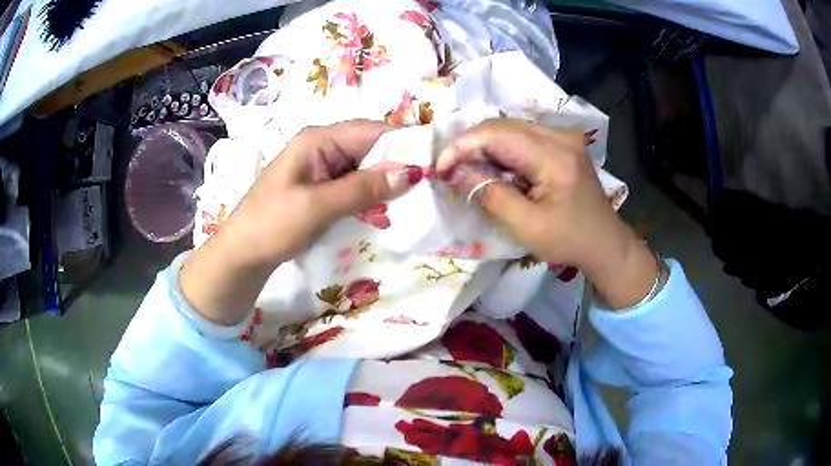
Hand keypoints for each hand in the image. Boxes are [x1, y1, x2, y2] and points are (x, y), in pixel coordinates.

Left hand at [219, 120, 421, 266]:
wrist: (242, 254)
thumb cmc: (273, 224)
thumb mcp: (318, 206)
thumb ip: (363, 188)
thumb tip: (411, 172)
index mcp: (318, 140)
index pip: (371, 131)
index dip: (403, 142)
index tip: (434, 161)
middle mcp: (322, 146)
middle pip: (369, 146)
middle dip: (397, 163)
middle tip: (429, 184)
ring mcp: (320, 167)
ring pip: (364, 166)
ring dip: (385, 180)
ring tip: (415, 197)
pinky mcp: (320, 187)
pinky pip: (353, 183)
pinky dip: (370, 193)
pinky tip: (387, 207)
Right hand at [436, 119, 660, 308]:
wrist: (605, 243)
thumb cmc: (569, 240)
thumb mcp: (526, 226)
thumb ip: (490, 195)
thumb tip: (457, 171)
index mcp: (554, 156)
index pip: (496, 134)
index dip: (462, 146)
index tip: (440, 168)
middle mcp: (559, 135)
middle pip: (501, 125)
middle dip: (471, 145)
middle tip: (452, 171)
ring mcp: (563, 136)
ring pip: (509, 128)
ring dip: (485, 147)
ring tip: (470, 172)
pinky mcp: (562, 143)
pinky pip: (522, 136)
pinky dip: (502, 150)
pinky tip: (495, 169)